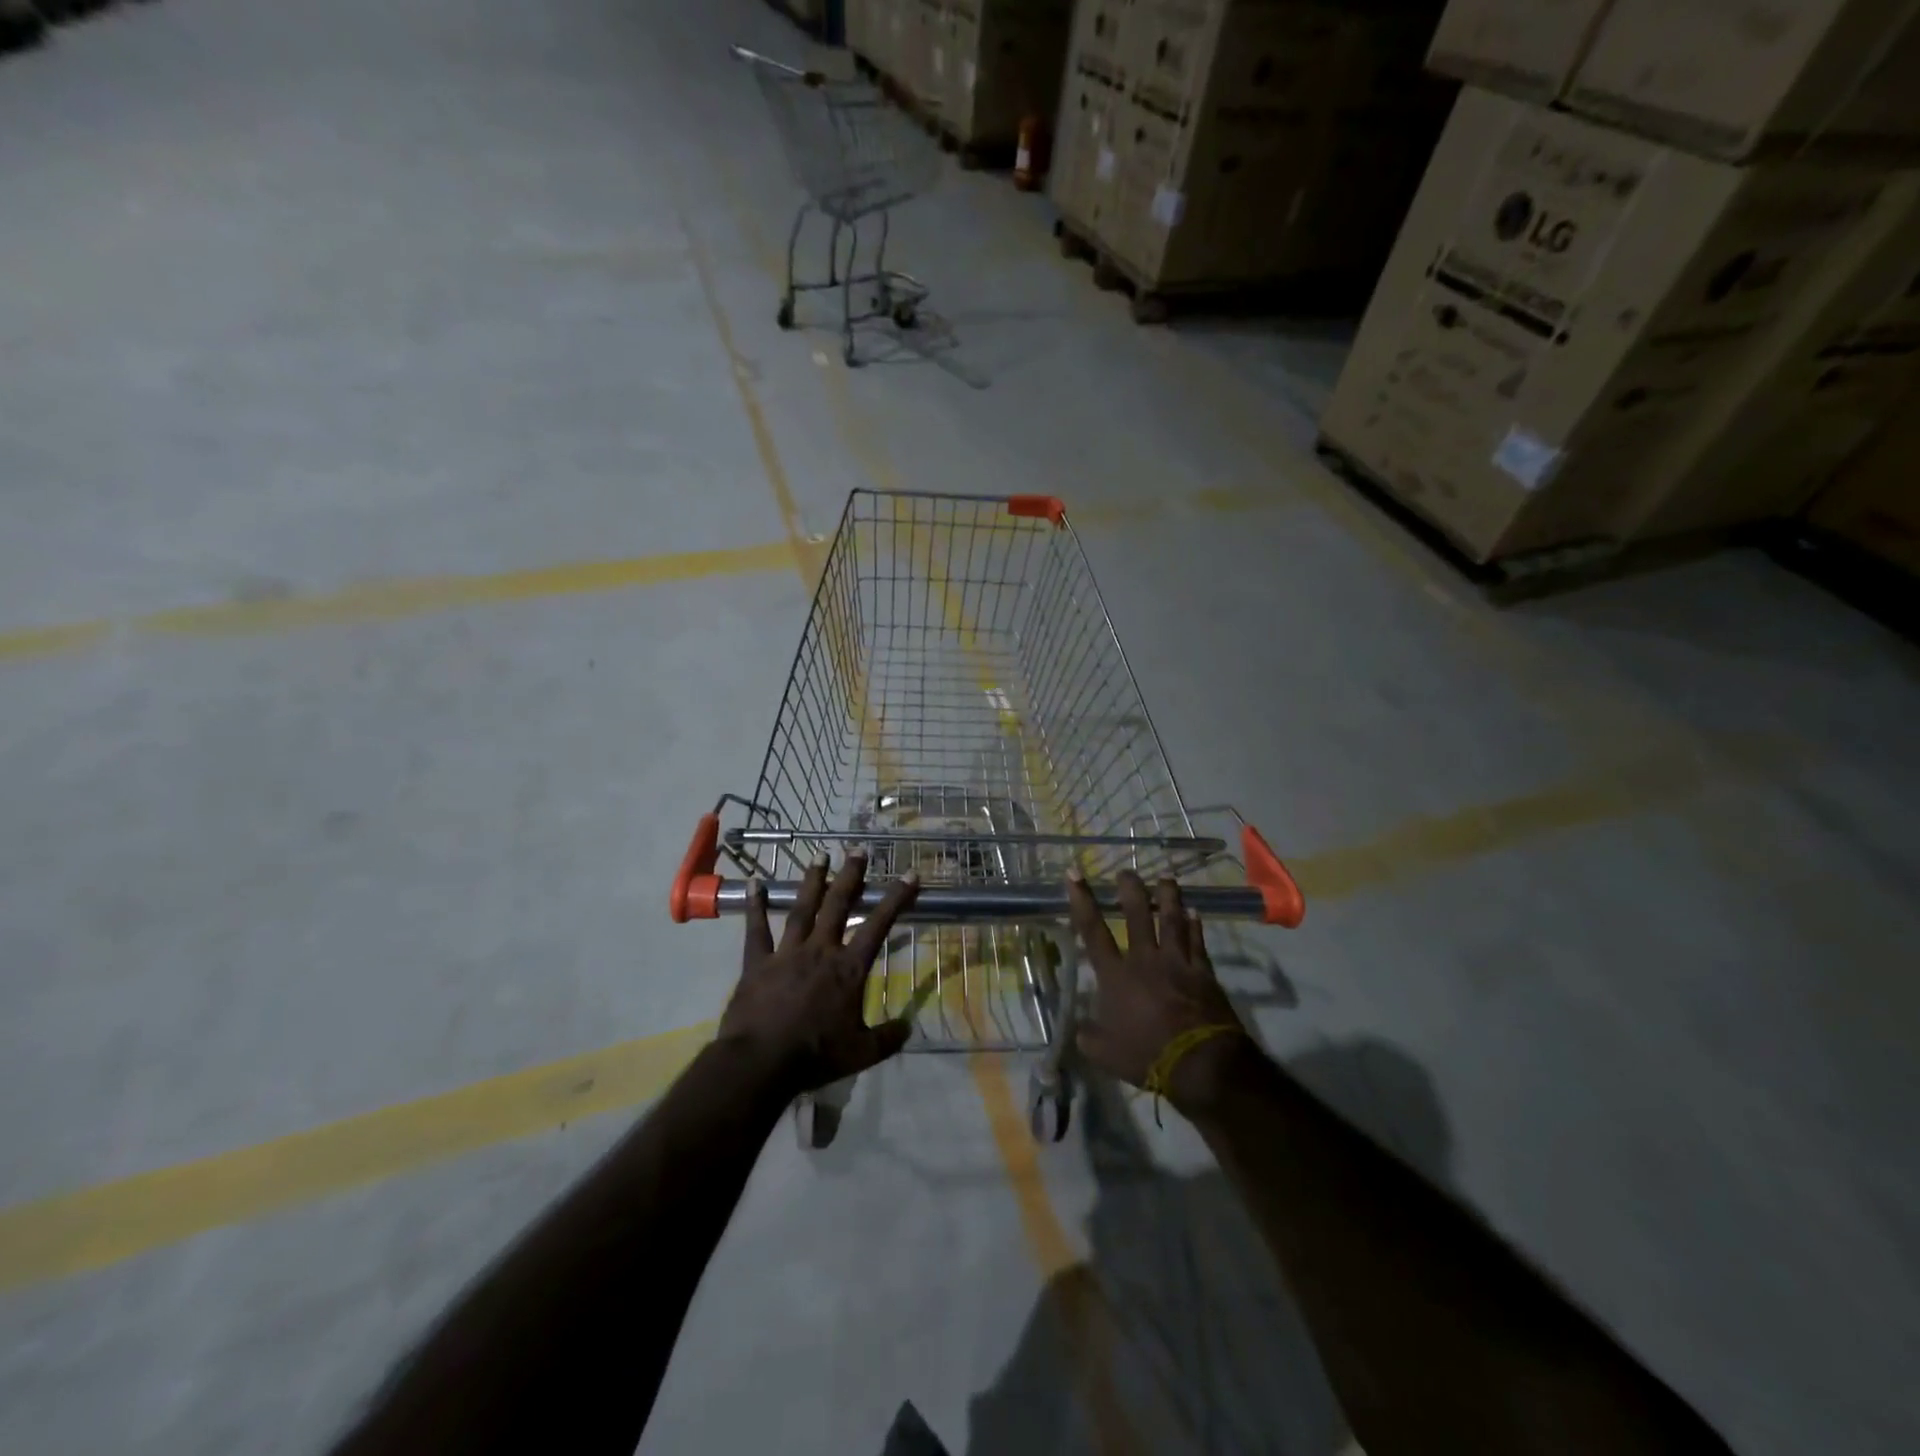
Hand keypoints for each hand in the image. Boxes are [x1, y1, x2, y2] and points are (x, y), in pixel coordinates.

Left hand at [720, 851, 919, 1095]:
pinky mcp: (758, 962)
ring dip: (812, 881)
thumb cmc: (816, 1056)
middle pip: (839, 905)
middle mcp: (821, 950)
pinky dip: (755, 906)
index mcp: (849, 969)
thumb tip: (908, 1027)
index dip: (896, 898)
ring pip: (803, 908)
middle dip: (851, 875)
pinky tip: (754, 883)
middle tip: (858, 850)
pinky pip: (757, 929)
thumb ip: (887, 1037)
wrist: (762, 1063)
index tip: (910, 874)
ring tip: (820, 856)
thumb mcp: (862, 1053)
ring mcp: (787, 953)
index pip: (879, 925)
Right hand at [1067, 868, 1252, 1114]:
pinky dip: (1196, 926)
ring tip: (1166, 879)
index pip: (1093, 931)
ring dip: (1169, 898)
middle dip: (1130, 890)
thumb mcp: (1104, 1054)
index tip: (1075, 873)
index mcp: (1115, 975)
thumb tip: (1080, 1029)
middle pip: (1137, 915)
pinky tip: (1196, 913)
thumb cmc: (1146, 1055)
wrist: (1200, 1063)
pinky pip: (1198, 942)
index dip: (1082, 901)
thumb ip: (1089, 1036)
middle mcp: (1144, 959)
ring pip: (1172, 920)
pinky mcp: (1203, 972)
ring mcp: (1177, 962)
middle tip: (1127, 872)